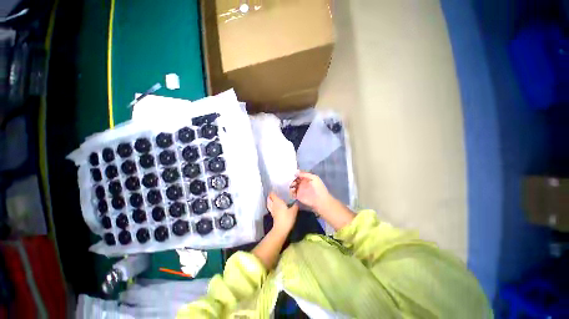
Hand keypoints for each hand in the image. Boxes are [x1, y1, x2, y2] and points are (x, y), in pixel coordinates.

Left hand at [267, 192, 297, 233]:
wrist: (281, 230)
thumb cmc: (287, 218)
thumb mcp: (294, 211)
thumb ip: (295, 205)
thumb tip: (297, 201)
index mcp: (277, 201)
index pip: (272, 194)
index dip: (273, 191)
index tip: (276, 189)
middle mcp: (273, 205)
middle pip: (269, 198)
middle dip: (271, 196)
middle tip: (275, 194)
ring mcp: (272, 210)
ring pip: (269, 203)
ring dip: (270, 201)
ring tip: (274, 199)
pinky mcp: (273, 215)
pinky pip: (270, 208)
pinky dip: (272, 206)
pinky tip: (276, 207)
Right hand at [290, 171, 331, 211]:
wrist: (320, 200)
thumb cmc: (318, 188)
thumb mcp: (314, 178)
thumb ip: (305, 174)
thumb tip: (296, 172)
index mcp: (306, 179)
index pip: (298, 175)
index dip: (295, 174)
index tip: (291, 173)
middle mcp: (302, 183)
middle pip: (294, 180)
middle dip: (291, 179)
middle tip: (289, 179)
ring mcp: (299, 189)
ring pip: (292, 185)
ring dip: (290, 184)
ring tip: (290, 184)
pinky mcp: (298, 196)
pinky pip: (292, 193)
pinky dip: (290, 191)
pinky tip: (290, 189)